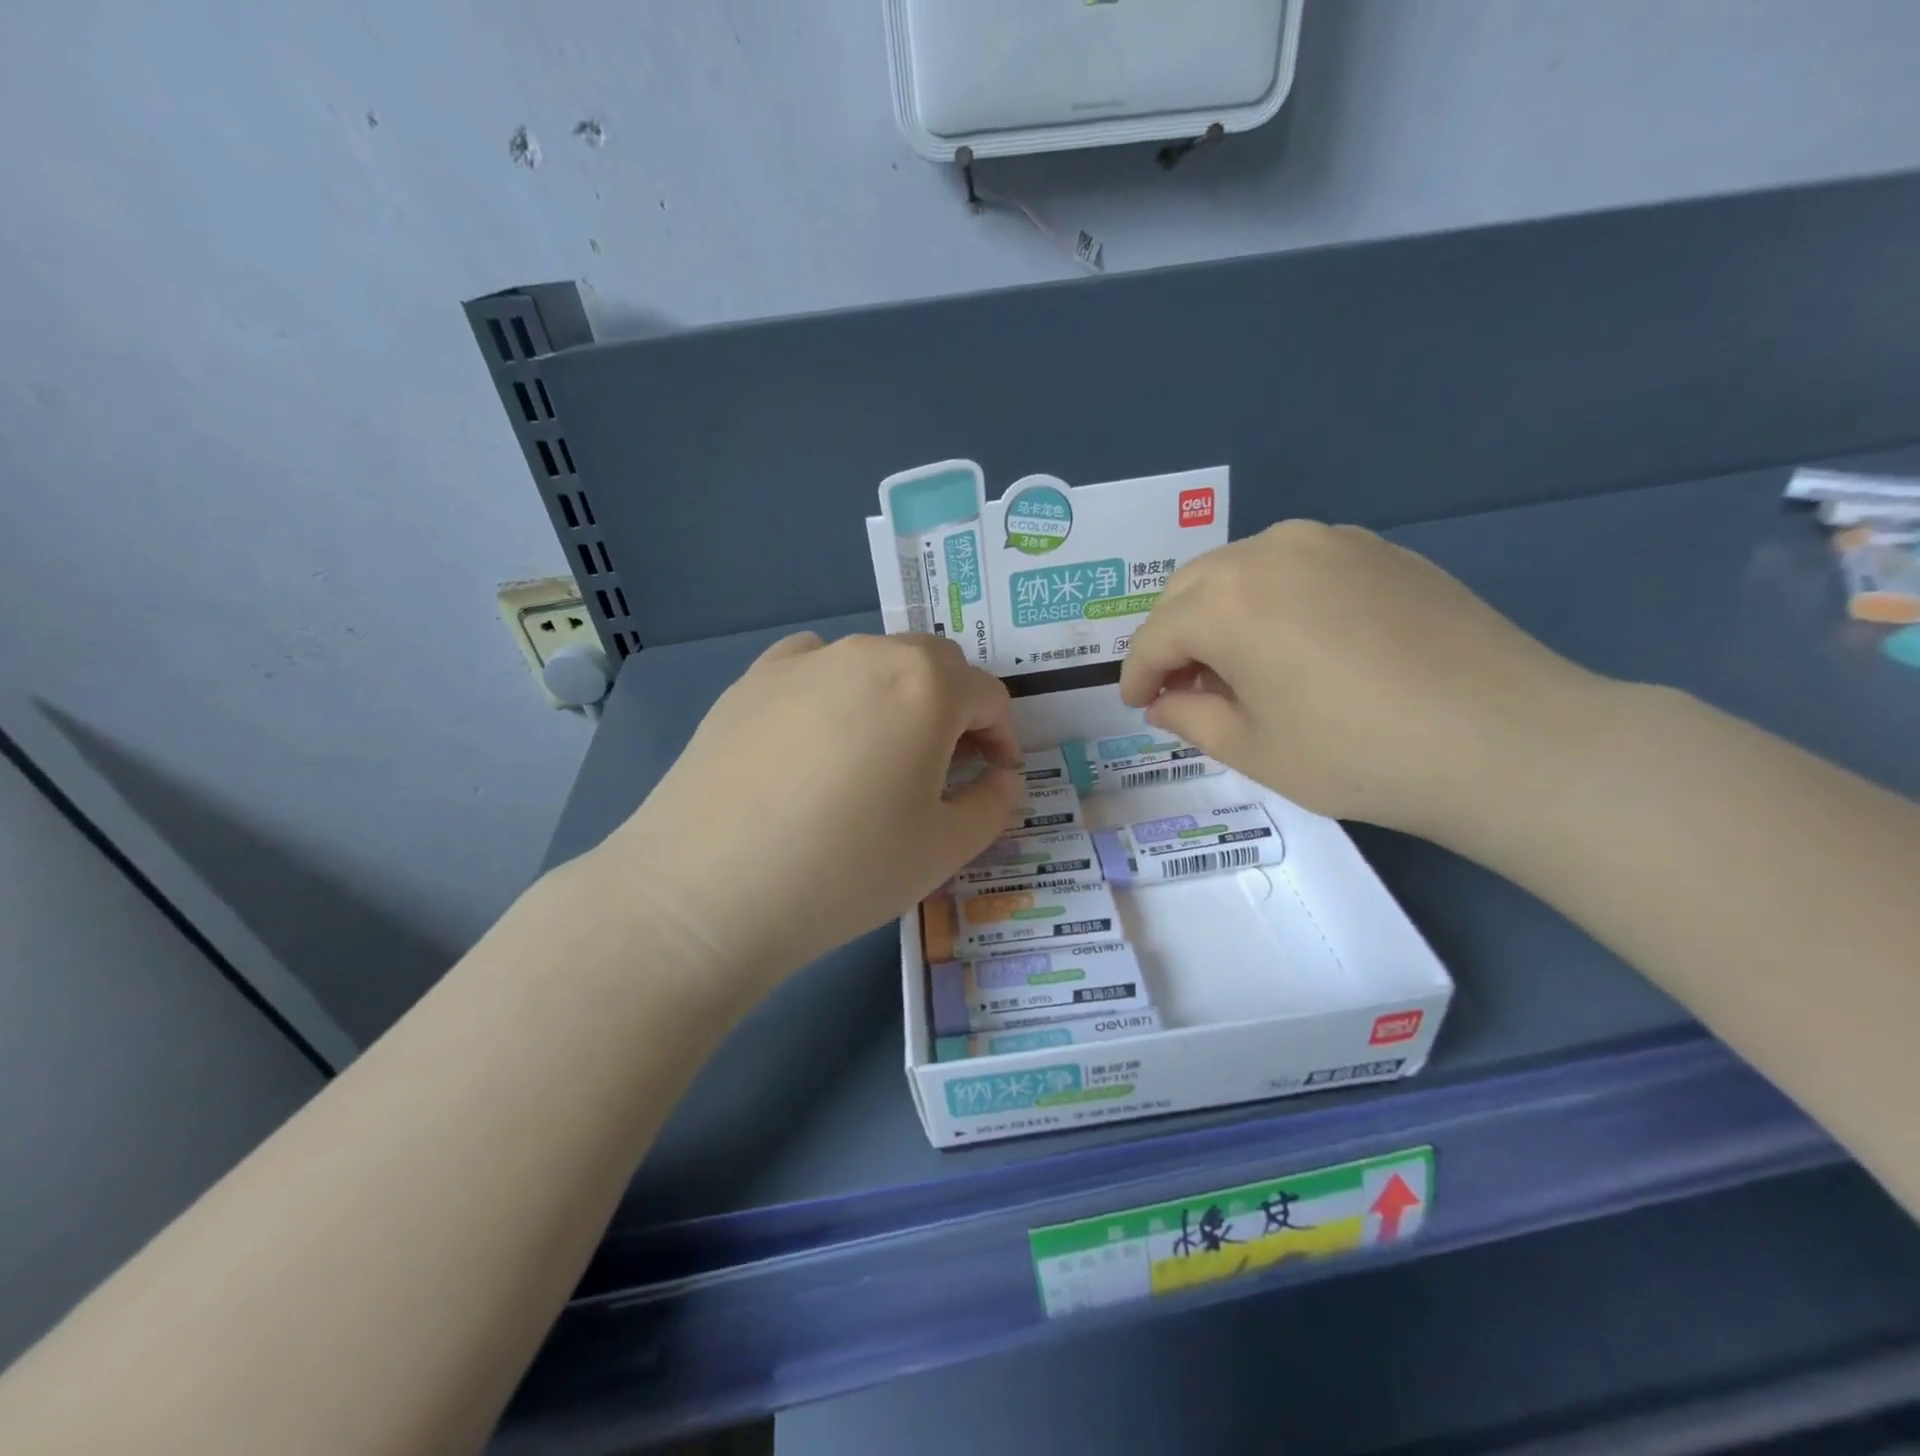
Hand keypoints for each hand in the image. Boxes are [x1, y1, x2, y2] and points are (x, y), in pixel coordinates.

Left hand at [597, 632, 1022, 991]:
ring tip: (876, 758)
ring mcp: (801, 661)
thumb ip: (993, 804)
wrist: (707, 889)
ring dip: (895, 699)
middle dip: (953, 711)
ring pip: (872, 663)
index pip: (988, 696)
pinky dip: (833, 691)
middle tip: (942, 770)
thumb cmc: (846, 868)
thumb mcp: (945, 849)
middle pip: (933, 666)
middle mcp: (866, 652)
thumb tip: (1001, 777)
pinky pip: (812, 669)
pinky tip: (816, 740)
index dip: (1002, 739)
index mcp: (926, 684)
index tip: (994, 780)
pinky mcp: (748, 681)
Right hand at [1118, 522, 1603, 839]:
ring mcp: (1329, 541)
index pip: (1155, 636)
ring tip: (1237, 662)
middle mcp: (1268, 553)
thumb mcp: (1255, 751)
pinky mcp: (1377, 548)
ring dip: (1219, 611)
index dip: (1137, 675)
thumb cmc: (1359, 755)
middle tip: (1183, 686)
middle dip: (1173, 636)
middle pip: (1190, 589)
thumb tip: (1164, 701)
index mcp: (1225, 603)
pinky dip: (1271, 597)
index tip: (1136, 704)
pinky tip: (1295, 639)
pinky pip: (1295, 564)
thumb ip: (1191, 717)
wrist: (1505, 738)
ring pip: (1241, 568)